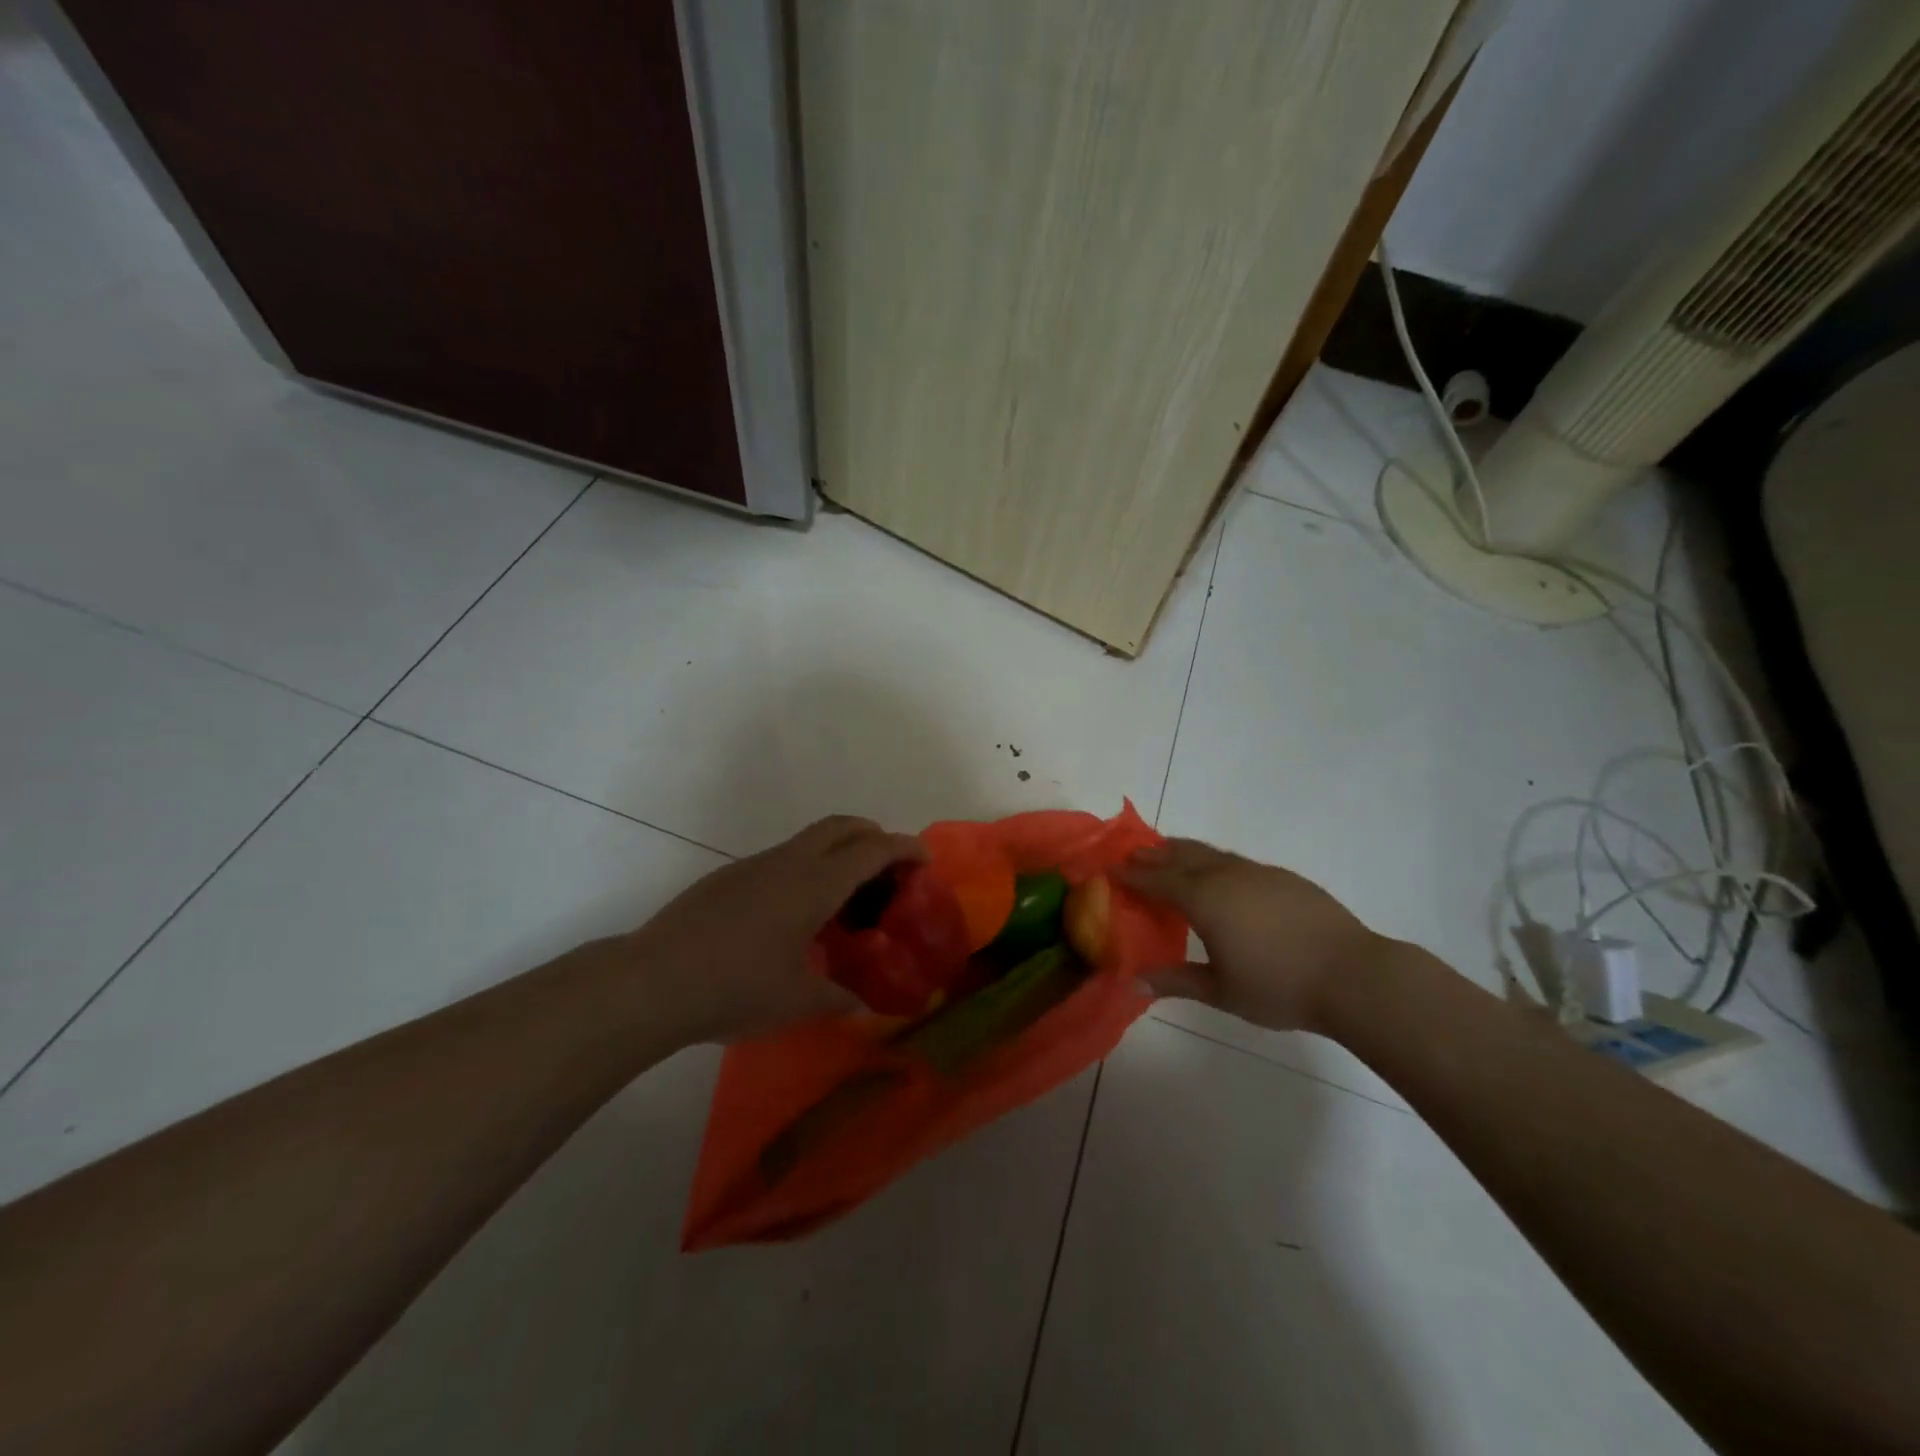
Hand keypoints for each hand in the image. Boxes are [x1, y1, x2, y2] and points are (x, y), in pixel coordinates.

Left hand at [624, 816, 927, 1042]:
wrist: (653, 982)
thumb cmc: (736, 988)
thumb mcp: (797, 1001)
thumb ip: (837, 999)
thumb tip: (861, 1007)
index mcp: (814, 884)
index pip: (872, 850)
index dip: (904, 848)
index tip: (925, 858)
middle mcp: (788, 863)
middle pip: (841, 826)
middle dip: (872, 835)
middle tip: (889, 867)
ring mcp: (754, 866)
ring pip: (808, 840)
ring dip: (837, 852)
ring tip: (845, 896)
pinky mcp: (728, 878)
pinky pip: (782, 859)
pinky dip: (806, 868)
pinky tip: (795, 914)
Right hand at [1119, 839, 1383, 1032]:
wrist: (1352, 975)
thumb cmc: (1278, 986)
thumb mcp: (1221, 991)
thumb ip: (1176, 982)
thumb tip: (1132, 983)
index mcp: (1204, 899)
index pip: (1158, 879)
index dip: (1133, 874)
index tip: (1111, 869)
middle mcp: (1227, 876)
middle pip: (1182, 855)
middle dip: (1155, 854)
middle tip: (1134, 854)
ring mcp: (1259, 873)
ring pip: (1212, 853)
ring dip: (1185, 851)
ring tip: (1170, 854)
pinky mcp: (1285, 878)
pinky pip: (1237, 861)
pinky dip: (1216, 861)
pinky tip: (1222, 876)